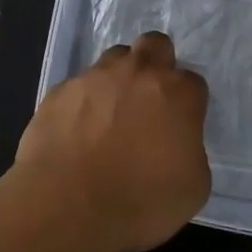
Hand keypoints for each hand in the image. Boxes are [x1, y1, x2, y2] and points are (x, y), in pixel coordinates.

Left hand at [15, 32, 209, 251]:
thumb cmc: (140, 202)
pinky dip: (81, 103)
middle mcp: (137, 73)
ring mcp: (93, 77)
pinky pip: (77, 86)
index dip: (186, 103)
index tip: (179, 125)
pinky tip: (76, 132)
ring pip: (113, 59)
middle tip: (149, 100)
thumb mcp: (193, 188)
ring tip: (109, 116)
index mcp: (177, 93)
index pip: (192, 81)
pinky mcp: (59, 91)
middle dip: (156, 64)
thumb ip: (190, 150)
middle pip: (154, 45)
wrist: (67, 206)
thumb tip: (175, 142)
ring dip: (117, 79)